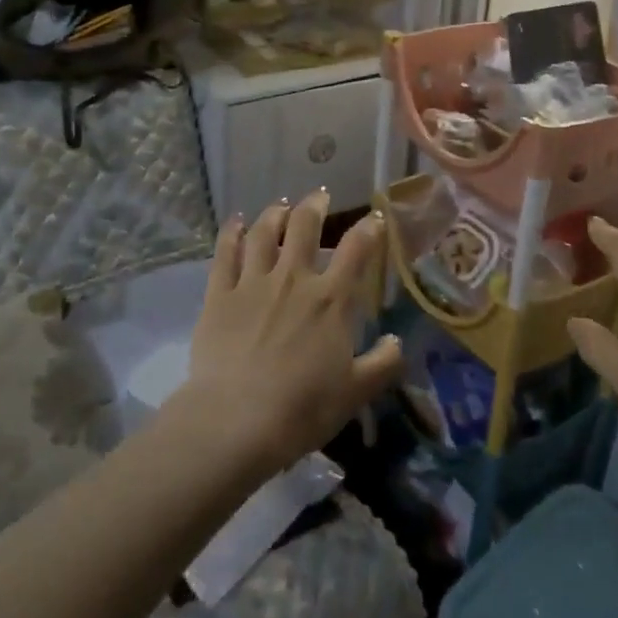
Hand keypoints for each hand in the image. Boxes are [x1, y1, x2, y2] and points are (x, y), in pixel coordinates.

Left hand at [176, 191, 401, 479]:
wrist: (237, 421)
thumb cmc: (303, 408)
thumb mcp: (355, 392)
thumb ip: (382, 364)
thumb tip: (397, 342)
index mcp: (331, 300)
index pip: (356, 251)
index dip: (369, 229)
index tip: (374, 218)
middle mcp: (293, 280)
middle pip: (304, 227)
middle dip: (315, 206)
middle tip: (319, 196)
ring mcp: (253, 283)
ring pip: (263, 233)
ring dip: (274, 214)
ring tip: (280, 206)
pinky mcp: (219, 295)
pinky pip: (224, 254)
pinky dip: (231, 233)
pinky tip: (235, 222)